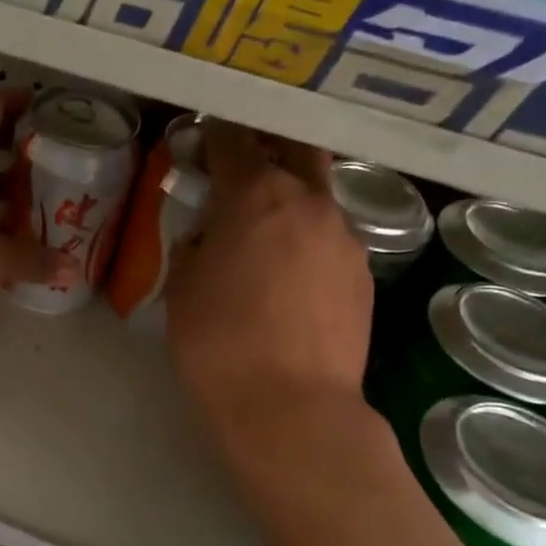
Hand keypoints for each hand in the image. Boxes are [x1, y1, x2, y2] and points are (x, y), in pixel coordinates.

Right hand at [165, 122, 374, 437]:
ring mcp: (345, 238)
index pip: (234, 141)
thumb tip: (209, 235)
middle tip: (240, 167)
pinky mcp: (364, 276)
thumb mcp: (182, 287)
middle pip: (293, 150)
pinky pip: (330, 240)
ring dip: (290, 200)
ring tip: (264, 234)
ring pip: (317, 198)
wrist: (292, 409)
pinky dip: (307, 241)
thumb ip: (194, 244)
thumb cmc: (219, 342)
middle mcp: (310, 203)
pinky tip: (290, 278)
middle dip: (266, 148)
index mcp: (257, 195)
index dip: (213, 136)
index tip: (200, 141)